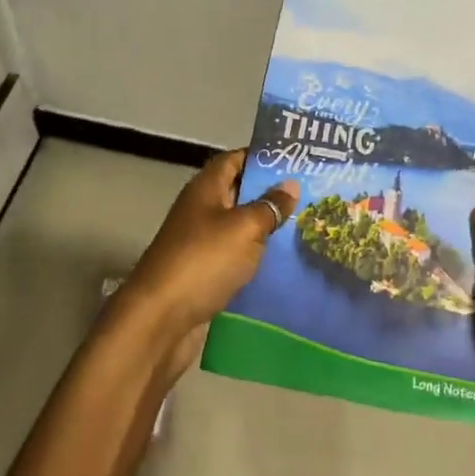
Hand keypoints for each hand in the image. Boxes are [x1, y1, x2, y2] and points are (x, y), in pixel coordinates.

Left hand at [121, 149, 298, 375]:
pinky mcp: (205, 272)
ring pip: (240, 226)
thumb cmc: (203, 261)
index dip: (263, 157)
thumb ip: (269, 206)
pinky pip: (237, 255)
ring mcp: (201, 243)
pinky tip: (286, 261)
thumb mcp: (244, 228)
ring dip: (267, 226)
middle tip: (313, 193)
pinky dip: (257, 255)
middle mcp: (201, 210)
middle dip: (272, 192)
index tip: (298, 159)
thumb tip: (290, 184)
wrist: (161, 318)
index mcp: (205, 189)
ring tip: (308, 224)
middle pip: (239, 192)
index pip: (235, 159)